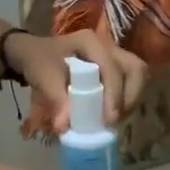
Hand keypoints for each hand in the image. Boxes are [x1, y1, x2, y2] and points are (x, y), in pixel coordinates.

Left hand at [7, 28, 149, 136]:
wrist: (32, 54)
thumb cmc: (38, 61)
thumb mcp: (43, 77)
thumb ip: (56, 99)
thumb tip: (65, 127)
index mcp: (90, 42)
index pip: (112, 68)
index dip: (114, 95)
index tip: (108, 120)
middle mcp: (108, 46)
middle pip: (136, 69)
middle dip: (130, 97)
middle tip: (115, 120)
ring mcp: (113, 56)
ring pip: (137, 75)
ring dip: (131, 99)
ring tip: (115, 119)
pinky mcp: (114, 68)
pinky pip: (130, 83)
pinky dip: (125, 100)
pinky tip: (112, 114)